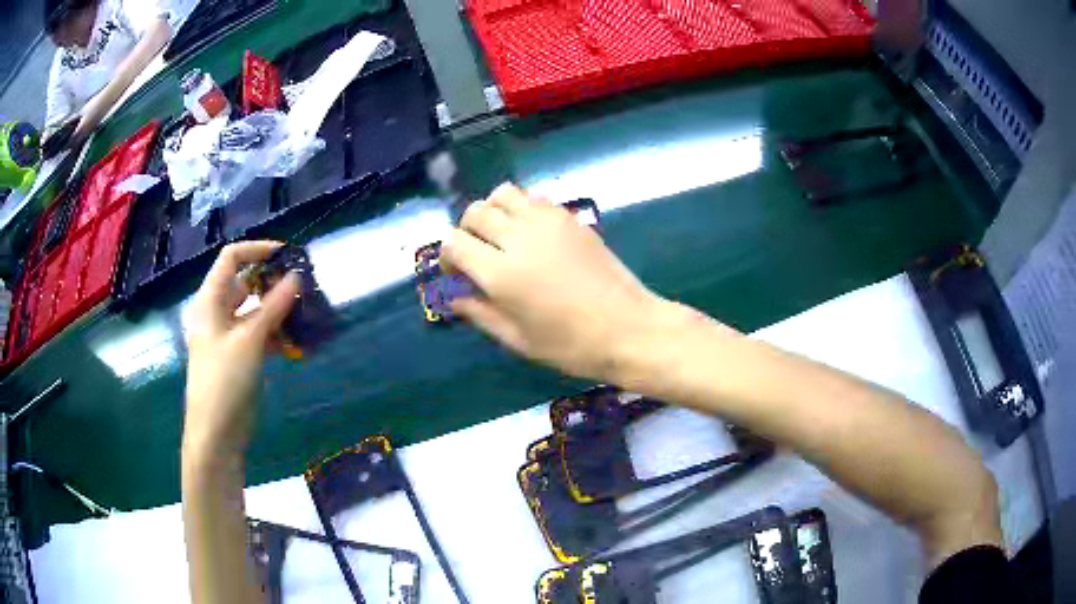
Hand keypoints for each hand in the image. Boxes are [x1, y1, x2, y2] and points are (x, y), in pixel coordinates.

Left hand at [183, 241, 300, 459]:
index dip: (257, 250)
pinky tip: (296, 343)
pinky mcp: (238, 356)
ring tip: (304, 315)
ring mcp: (227, 336)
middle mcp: (216, 312)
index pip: (231, 258)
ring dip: (277, 311)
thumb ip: (274, 306)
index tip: (287, 255)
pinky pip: (258, 335)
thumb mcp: (250, 340)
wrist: (216, 432)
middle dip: (272, 282)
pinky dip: (275, 335)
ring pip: (254, 311)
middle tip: (301, 287)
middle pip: (244, 283)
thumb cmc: (225, 380)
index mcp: (210, 300)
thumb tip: (297, 277)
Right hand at [442, 183, 670, 381]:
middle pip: (474, 212)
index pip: (454, 243)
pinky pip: (533, 197)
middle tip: (477, 255)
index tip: (456, 274)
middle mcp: (519, 237)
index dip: (447, 256)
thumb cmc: (571, 345)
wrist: (628, 328)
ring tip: (502, 236)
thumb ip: (480, 313)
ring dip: (492, 211)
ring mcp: (547, 221)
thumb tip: (455, 297)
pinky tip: (531, 233)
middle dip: (466, 231)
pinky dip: (521, 208)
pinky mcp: (569, 217)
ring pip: (502, 194)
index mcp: (501, 273)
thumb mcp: (518, 339)